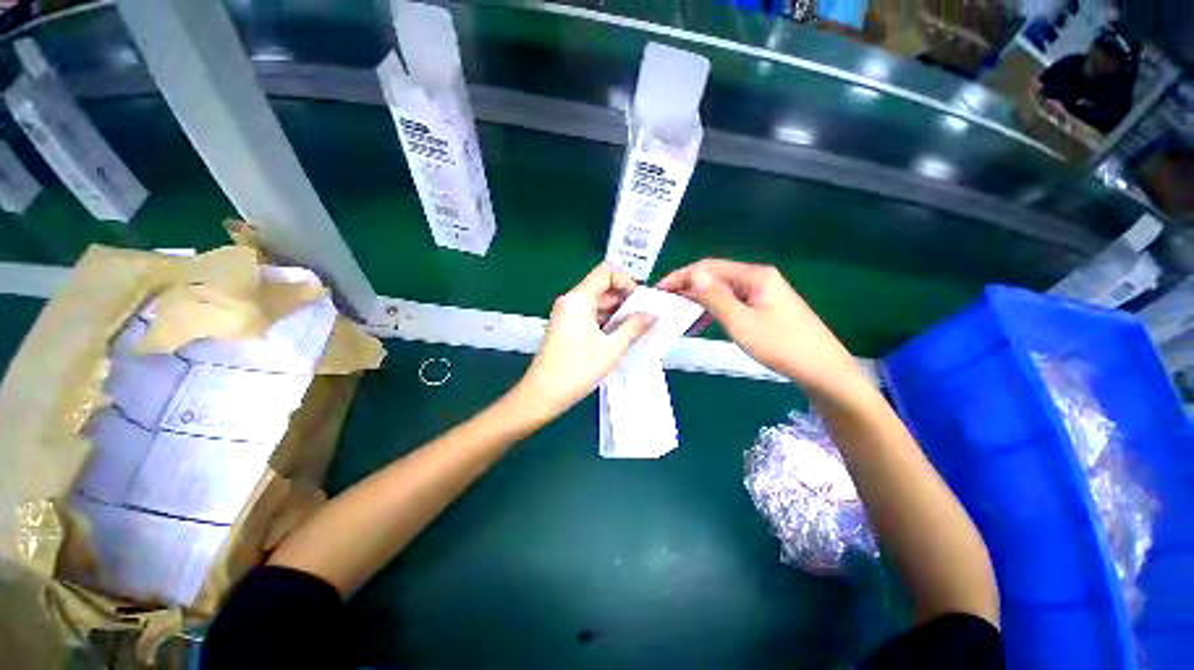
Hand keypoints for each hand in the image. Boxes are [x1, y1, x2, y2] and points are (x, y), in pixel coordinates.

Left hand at [518, 263, 654, 417]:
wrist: (542, 394)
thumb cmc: (578, 369)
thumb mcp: (612, 349)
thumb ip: (634, 327)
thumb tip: (653, 314)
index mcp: (578, 299)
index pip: (606, 272)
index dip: (626, 281)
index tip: (639, 301)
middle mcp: (570, 301)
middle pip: (601, 287)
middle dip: (624, 298)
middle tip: (643, 317)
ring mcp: (566, 314)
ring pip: (596, 302)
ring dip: (616, 312)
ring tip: (635, 329)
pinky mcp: (565, 327)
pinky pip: (589, 315)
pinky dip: (605, 321)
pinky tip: (619, 336)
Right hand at [658, 259, 865, 400]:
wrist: (822, 369)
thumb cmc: (780, 345)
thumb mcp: (741, 322)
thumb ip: (715, 297)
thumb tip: (692, 274)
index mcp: (754, 275)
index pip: (709, 267)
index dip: (682, 276)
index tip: (660, 289)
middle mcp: (758, 278)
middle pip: (716, 276)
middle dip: (689, 286)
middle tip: (666, 302)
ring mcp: (763, 292)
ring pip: (722, 289)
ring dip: (700, 298)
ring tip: (679, 311)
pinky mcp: (764, 307)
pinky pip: (732, 301)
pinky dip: (714, 308)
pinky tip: (703, 320)